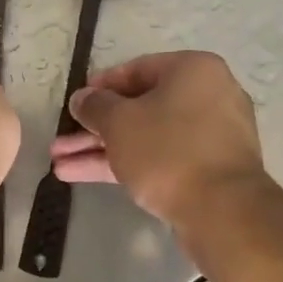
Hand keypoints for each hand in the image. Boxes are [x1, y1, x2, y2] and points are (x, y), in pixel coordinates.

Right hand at [49, 51, 266, 224]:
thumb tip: (81, 98)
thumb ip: (95, 106)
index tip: (75, 104)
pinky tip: (83, 176)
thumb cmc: (168, 150)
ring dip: (102, 149)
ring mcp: (210, 136)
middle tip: (61, 142)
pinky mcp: (208, 170)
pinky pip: (161, 158)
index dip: (100, 87)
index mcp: (193, 70)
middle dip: (95, 128)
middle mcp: (207, 96)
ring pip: (147, 136)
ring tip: (59, 164)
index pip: (137, 69)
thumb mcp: (120, 122)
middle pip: (140, 108)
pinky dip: (127, 164)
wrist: (223, 211)